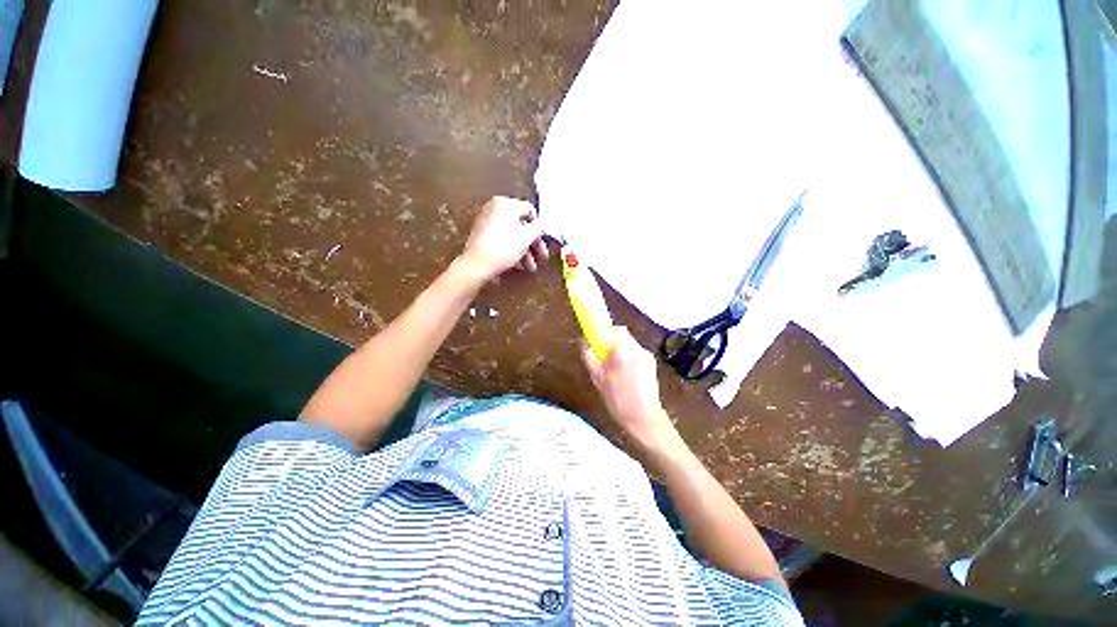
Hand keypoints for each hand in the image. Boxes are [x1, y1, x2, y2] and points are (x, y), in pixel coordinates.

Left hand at [459, 196, 548, 282]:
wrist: (477, 264)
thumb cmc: (504, 247)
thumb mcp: (527, 237)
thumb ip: (538, 227)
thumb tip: (541, 223)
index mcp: (506, 204)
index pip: (530, 211)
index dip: (539, 228)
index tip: (543, 242)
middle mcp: (494, 208)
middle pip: (521, 225)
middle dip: (532, 244)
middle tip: (540, 257)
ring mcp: (486, 221)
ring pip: (511, 234)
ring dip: (523, 251)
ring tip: (529, 267)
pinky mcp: (481, 235)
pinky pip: (501, 239)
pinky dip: (511, 250)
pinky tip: (517, 264)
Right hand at [582, 327, 678, 450]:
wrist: (644, 419)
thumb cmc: (618, 398)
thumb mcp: (597, 377)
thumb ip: (589, 355)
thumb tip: (583, 341)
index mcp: (625, 349)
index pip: (616, 329)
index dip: (605, 333)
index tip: (597, 344)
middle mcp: (639, 348)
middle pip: (623, 337)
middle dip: (612, 345)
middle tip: (603, 360)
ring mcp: (648, 356)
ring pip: (629, 346)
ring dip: (620, 352)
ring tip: (613, 372)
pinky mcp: (652, 365)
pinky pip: (636, 355)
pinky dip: (628, 360)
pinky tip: (624, 377)